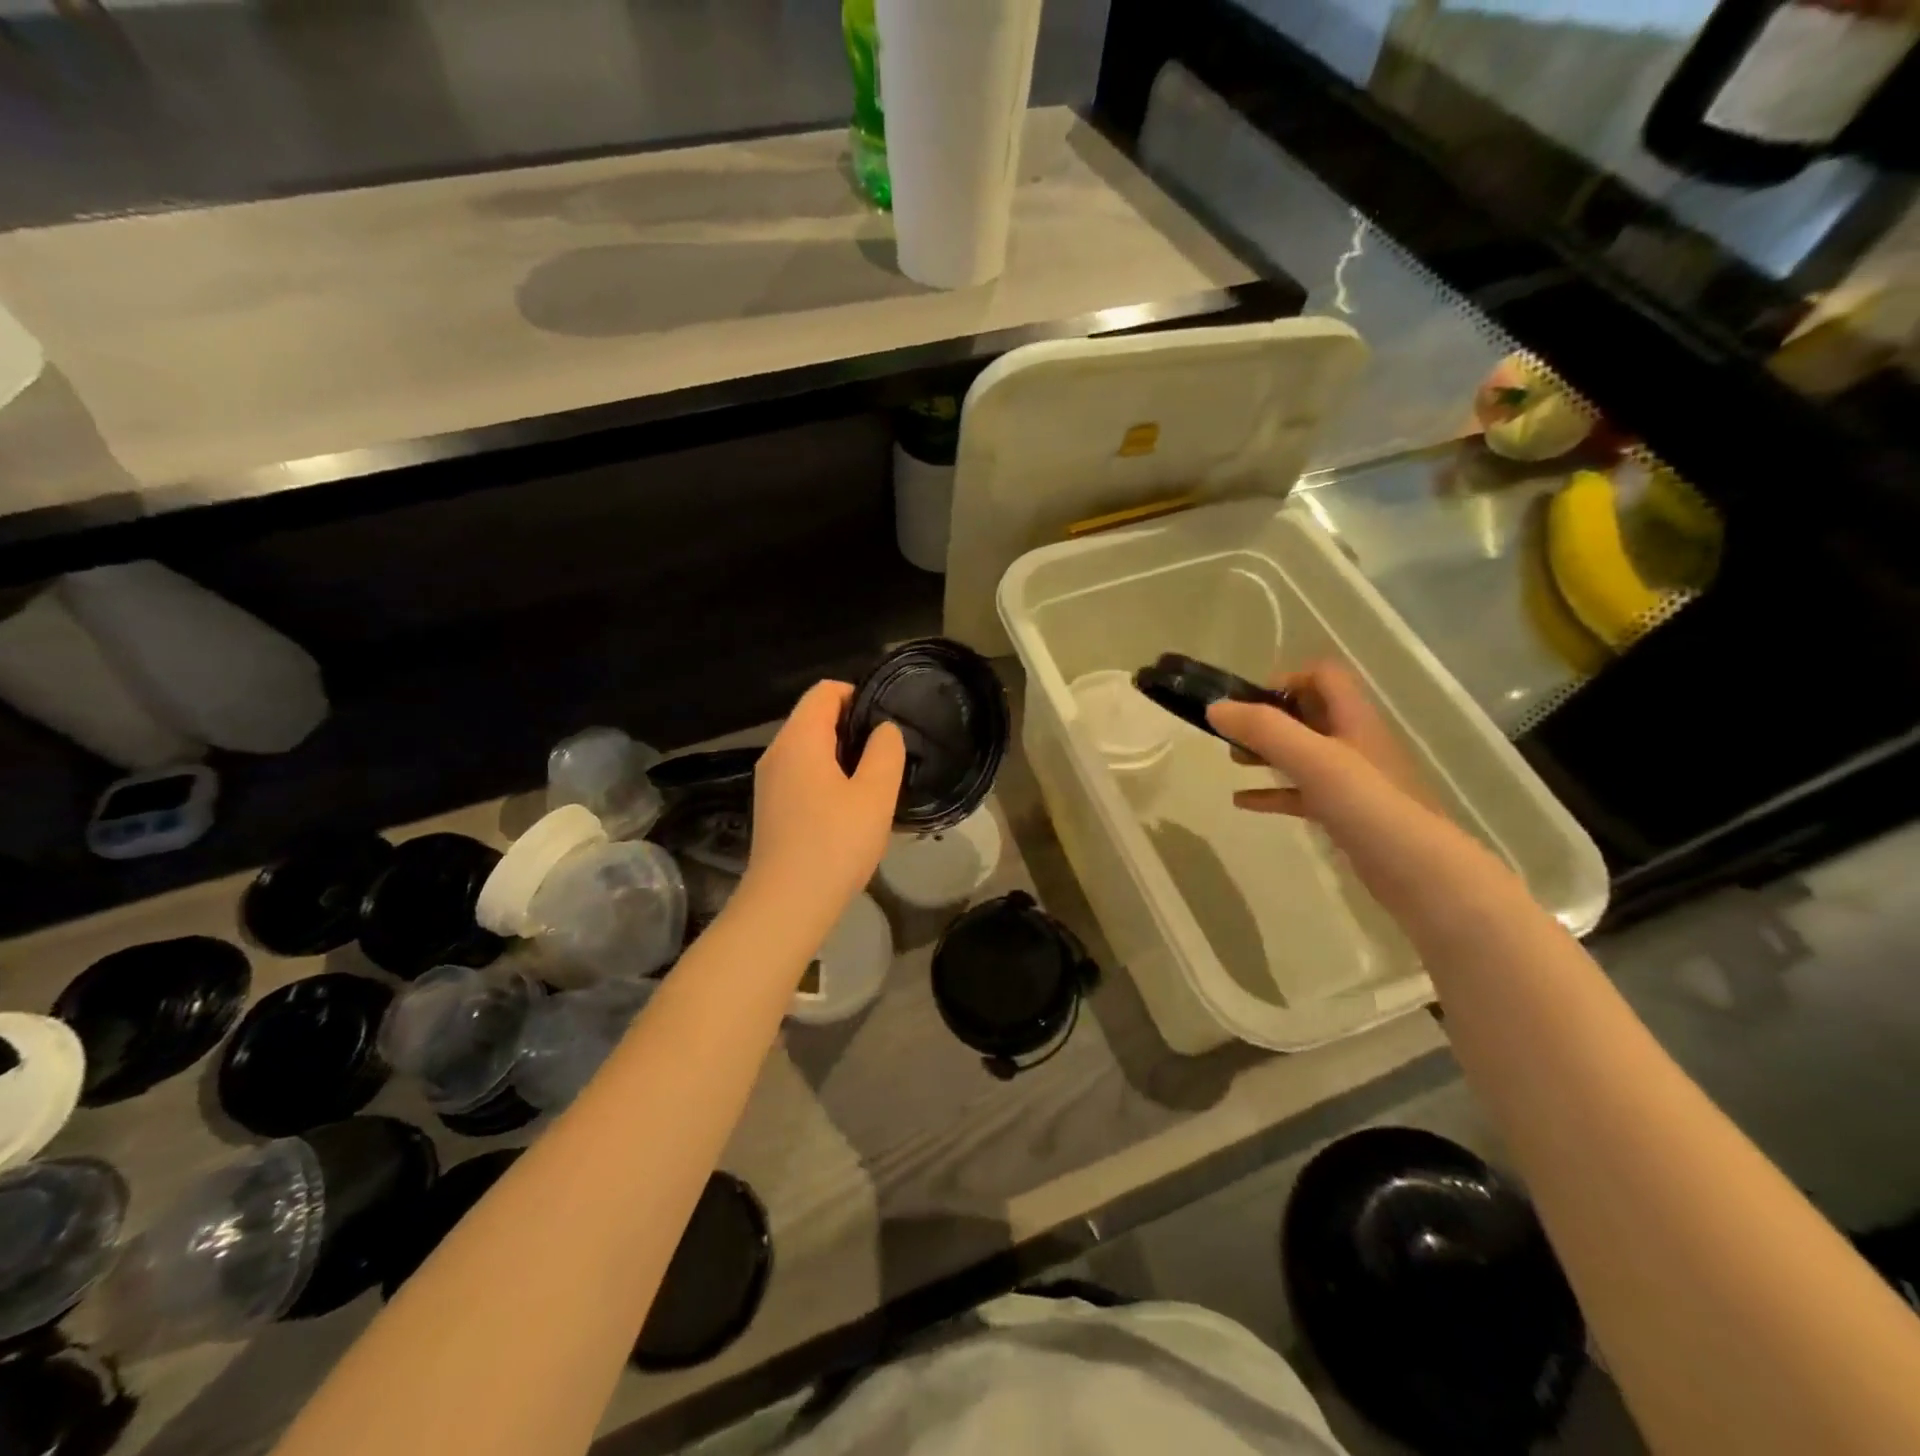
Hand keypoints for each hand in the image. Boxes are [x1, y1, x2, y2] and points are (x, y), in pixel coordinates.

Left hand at [742, 681, 904, 933]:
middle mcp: (777, 752)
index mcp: (799, 739)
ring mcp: (769, 781)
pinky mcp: (771, 807)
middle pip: (815, 717)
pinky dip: (826, 777)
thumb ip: (885, 752)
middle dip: (853, 727)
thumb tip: (884, 730)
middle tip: (888, 755)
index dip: (859, 695)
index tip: (887, 722)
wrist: (786, 905)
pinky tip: (849, 808)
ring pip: (809, 748)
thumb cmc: (834, 844)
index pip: (825, 691)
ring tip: (874, 782)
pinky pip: (801, 774)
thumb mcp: (875, 795)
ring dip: (842, 756)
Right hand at [1207, 661, 1504, 924]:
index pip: (1323, 677)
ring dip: (1267, 753)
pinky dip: (1272, 793)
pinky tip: (1243, 802)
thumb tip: (1214, 707)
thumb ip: (1264, 730)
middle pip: (1308, 714)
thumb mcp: (1312, 759)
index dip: (1286, 680)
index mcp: (1353, 719)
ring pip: (1302, 754)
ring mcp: (1351, 781)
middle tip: (1233, 735)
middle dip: (1267, 719)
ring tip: (1233, 761)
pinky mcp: (1345, 813)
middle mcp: (1354, 742)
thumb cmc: (1367, 804)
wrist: (1419, 872)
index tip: (1249, 703)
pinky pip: (1302, 793)